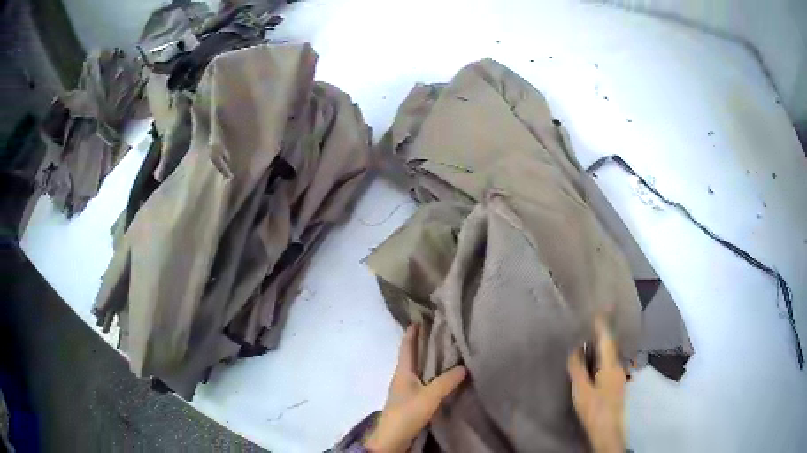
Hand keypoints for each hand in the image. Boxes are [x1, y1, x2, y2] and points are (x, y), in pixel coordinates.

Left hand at [364, 324, 467, 452]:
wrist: (393, 438)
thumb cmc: (407, 413)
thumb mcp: (429, 396)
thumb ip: (446, 381)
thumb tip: (464, 367)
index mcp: (402, 371)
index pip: (407, 346)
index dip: (412, 332)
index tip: (421, 317)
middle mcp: (402, 377)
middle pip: (412, 356)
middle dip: (423, 344)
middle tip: (441, 332)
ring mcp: (405, 390)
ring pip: (418, 369)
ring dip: (428, 360)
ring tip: (445, 352)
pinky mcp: (410, 401)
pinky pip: (422, 381)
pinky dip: (431, 374)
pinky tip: (442, 377)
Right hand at [567, 318, 626, 452]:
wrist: (608, 430)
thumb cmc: (594, 409)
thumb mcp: (581, 390)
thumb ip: (578, 369)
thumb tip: (576, 350)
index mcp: (610, 366)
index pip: (606, 340)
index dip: (603, 325)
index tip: (601, 309)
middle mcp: (618, 367)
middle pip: (611, 346)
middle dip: (605, 333)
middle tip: (596, 321)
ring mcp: (619, 376)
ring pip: (611, 355)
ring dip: (604, 345)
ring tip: (594, 339)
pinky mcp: (617, 385)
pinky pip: (610, 363)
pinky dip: (603, 357)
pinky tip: (597, 362)